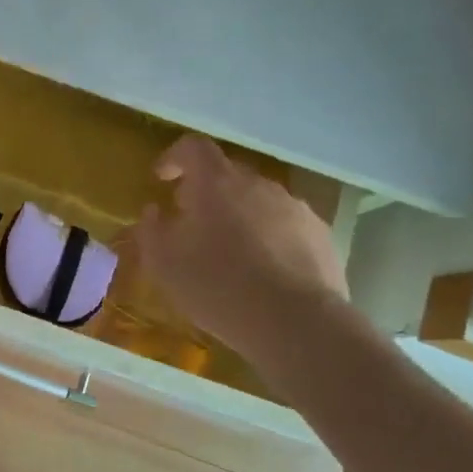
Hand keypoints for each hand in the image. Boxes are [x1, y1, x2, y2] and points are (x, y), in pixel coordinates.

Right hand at [133, 135, 348, 363]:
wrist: (295, 323)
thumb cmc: (217, 286)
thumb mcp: (164, 263)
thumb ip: (151, 230)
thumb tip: (154, 211)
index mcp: (217, 183)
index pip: (193, 148)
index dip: (174, 158)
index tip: (162, 179)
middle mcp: (259, 185)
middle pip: (227, 175)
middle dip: (206, 194)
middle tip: (192, 224)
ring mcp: (295, 208)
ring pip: (258, 201)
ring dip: (240, 217)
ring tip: (231, 254)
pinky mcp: (321, 235)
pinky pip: (286, 226)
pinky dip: (270, 238)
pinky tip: (264, 273)